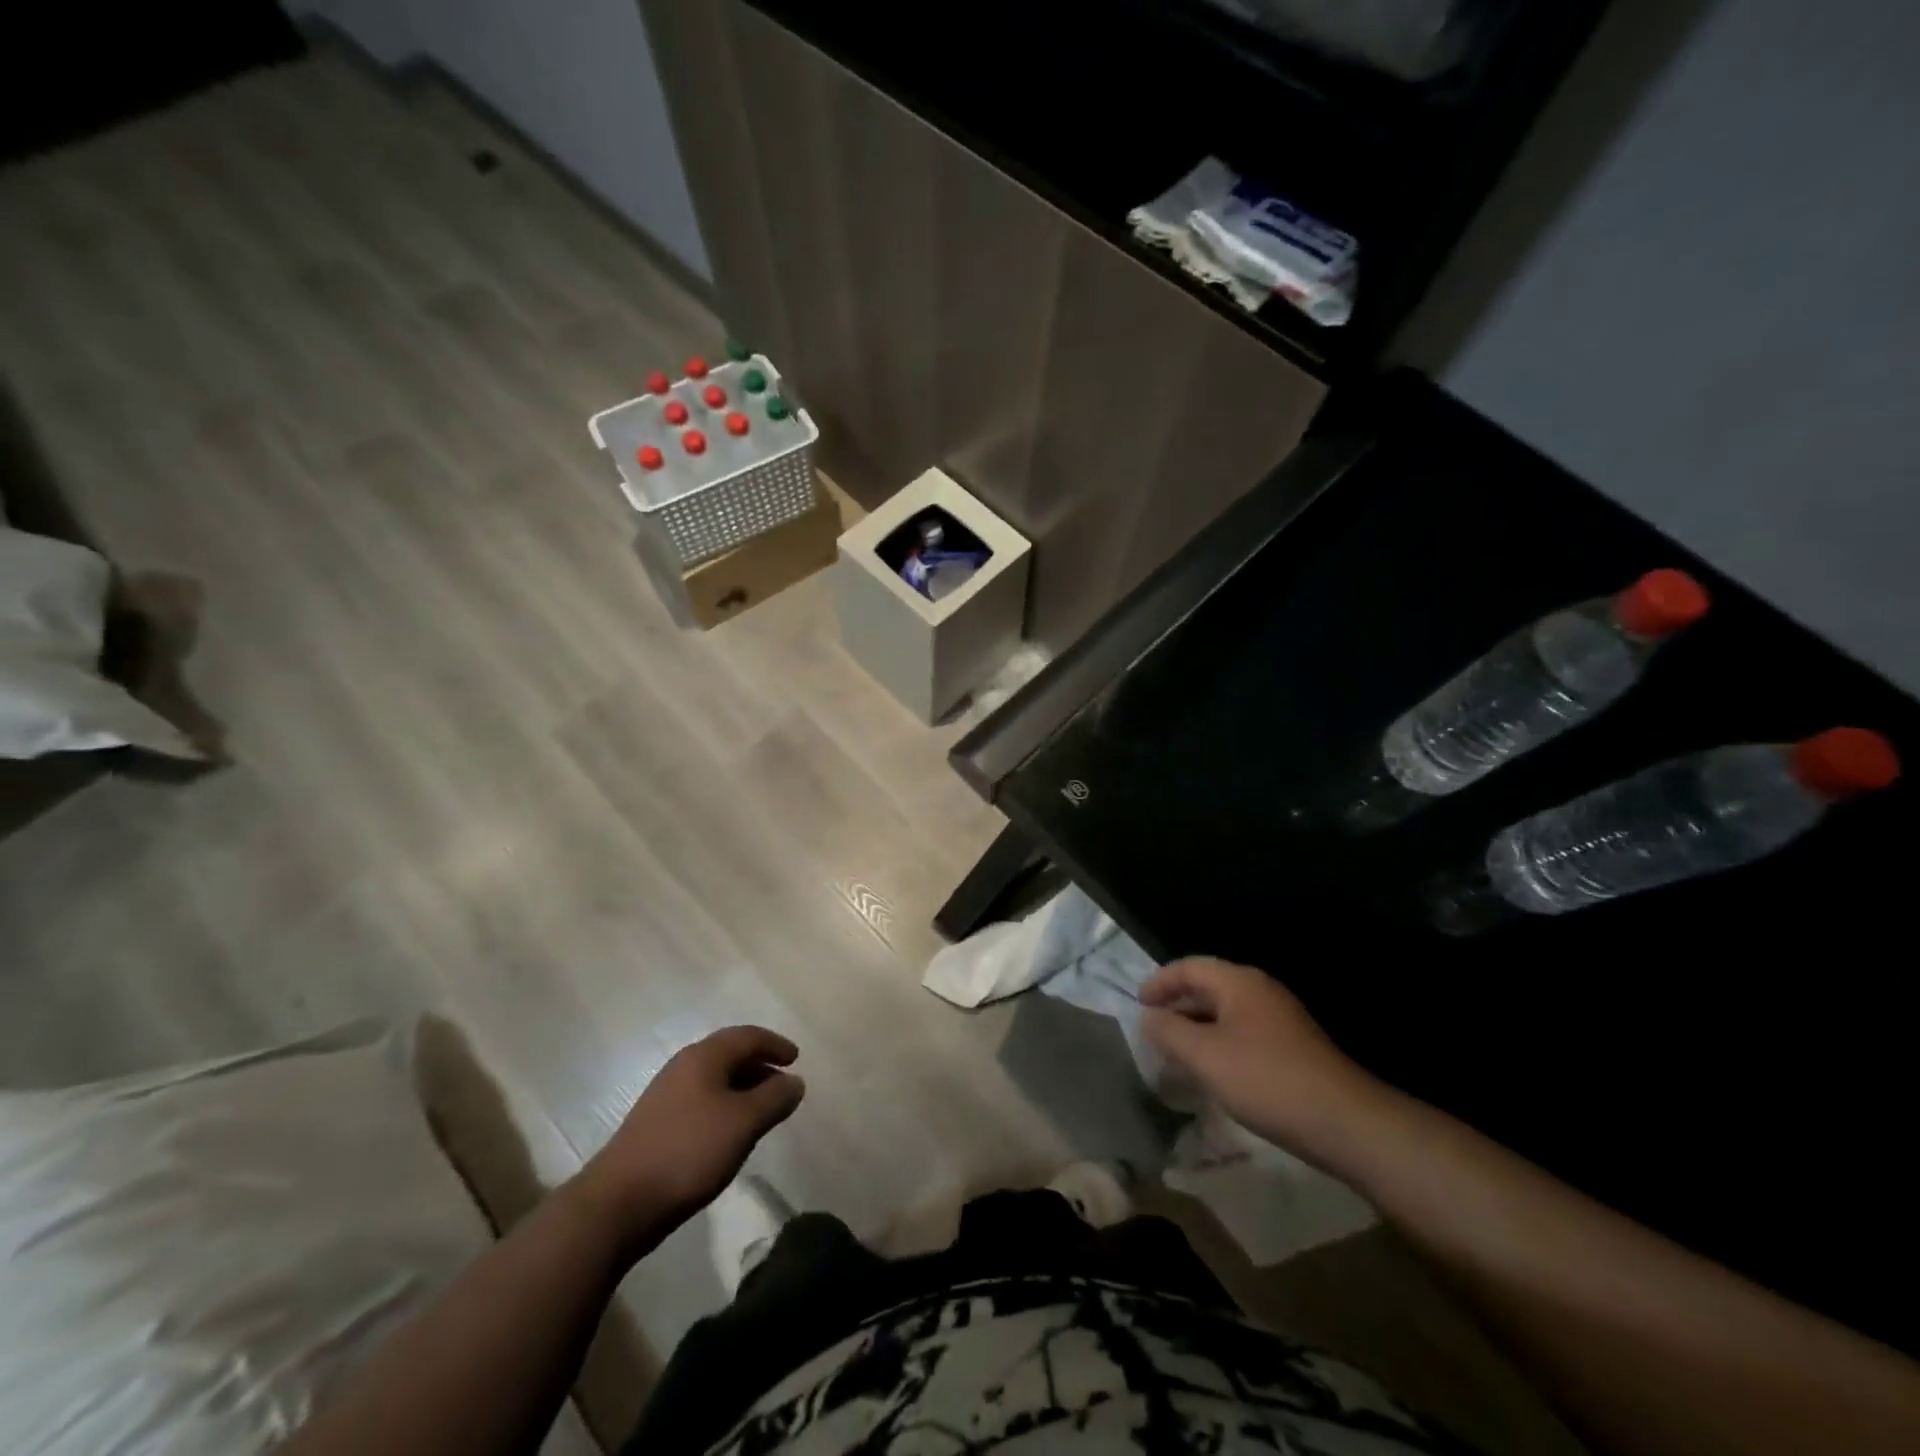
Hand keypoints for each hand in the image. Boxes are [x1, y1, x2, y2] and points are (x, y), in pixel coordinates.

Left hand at [575, 1026, 805, 1245]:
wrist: (618, 1203)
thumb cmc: (688, 1152)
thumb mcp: (744, 1123)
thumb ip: (774, 1098)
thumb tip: (795, 1081)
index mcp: (704, 1057)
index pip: (747, 1036)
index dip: (775, 1044)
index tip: (796, 1059)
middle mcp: (684, 1067)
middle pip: (729, 1054)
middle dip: (760, 1065)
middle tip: (783, 1085)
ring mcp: (666, 1096)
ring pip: (715, 1079)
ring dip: (743, 1088)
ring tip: (763, 1111)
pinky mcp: (657, 1124)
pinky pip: (702, 1101)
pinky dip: (725, 1106)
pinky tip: (730, 1133)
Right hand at [1141, 958, 1388, 1163]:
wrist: (1344, 1122)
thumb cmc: (1265, 1079)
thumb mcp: (1205, 1056)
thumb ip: (1169, 1032)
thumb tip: (1148, 1017)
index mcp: (1239, 982)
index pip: (1189, 967)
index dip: (1159, 982)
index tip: (1138, 1005)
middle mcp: (1260, 991)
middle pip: (1208, 987)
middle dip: (1177, 1006)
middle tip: (1152, 1030)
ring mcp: (1280, 1019)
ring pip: (1225, 1013)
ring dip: (1197, 1028)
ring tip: (1175, 1053)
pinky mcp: (1292, 1047)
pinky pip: (1243, 1033)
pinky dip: (1218, 1044)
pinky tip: (1213, 1072)